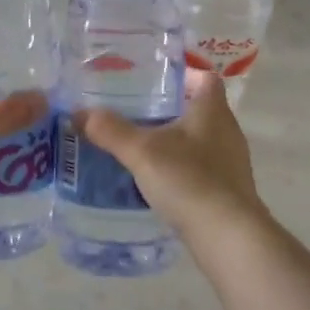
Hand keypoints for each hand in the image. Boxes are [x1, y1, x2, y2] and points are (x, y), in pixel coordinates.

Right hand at [77, 70, 269, 248]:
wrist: (229, 236)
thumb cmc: (189, 180)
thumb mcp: (142, 152)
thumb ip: (111, 130)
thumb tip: (79, 112)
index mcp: (212, 110)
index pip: (205, 78)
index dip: (183, 74)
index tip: (155, 79)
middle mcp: (227, 131)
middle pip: (201, 109)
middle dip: (171, 108)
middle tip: (136, 111)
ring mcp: (231, 163)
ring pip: (201, 140)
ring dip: (176, 141)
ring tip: (141, 146)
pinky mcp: (228, 191)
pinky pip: (202, 169)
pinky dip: (181, 169)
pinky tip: (158, 180)